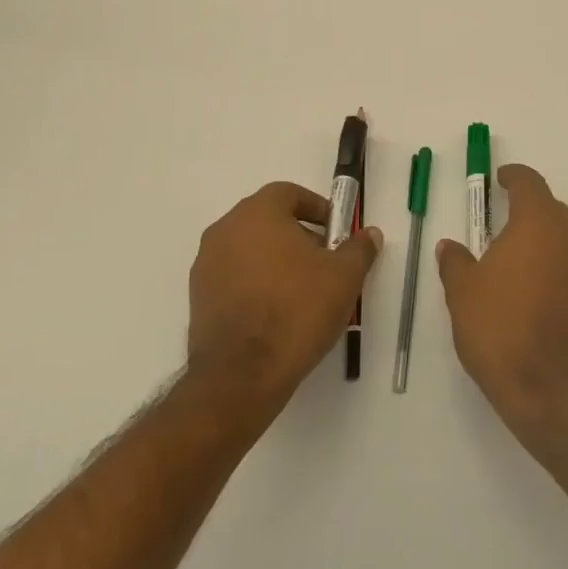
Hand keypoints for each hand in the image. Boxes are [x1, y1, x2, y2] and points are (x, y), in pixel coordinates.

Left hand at [187, 181, 379, 412]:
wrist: (242, 375)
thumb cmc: (297, 310)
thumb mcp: (344, 276)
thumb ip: (359, 248)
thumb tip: (369, 234)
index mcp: (257, 213)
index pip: (288, 193)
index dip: (316, 208)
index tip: (335, 231)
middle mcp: (225, 230)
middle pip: (267, 220)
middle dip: (298, 234)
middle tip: (324, 261)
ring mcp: (206, 265)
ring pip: (248, 249)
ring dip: (275, 260)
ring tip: (302, 290)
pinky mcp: (198, 299)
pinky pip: (234, 277)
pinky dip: (255, 284)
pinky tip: (276, 312)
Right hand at [436, 164, 567, 444]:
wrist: (551, 389)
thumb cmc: (500, 328)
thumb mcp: (463, 293)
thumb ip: (455, 262)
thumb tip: (449, 246)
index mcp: (538, 223)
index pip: (529, 183)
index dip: (513, 177)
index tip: (500, 180)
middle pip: (551, 208)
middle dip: (527, 210)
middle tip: (500, 223)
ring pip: (566, 238)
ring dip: (543, 240)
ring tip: (516, 260)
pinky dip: (556, 268)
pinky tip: (536, 292)